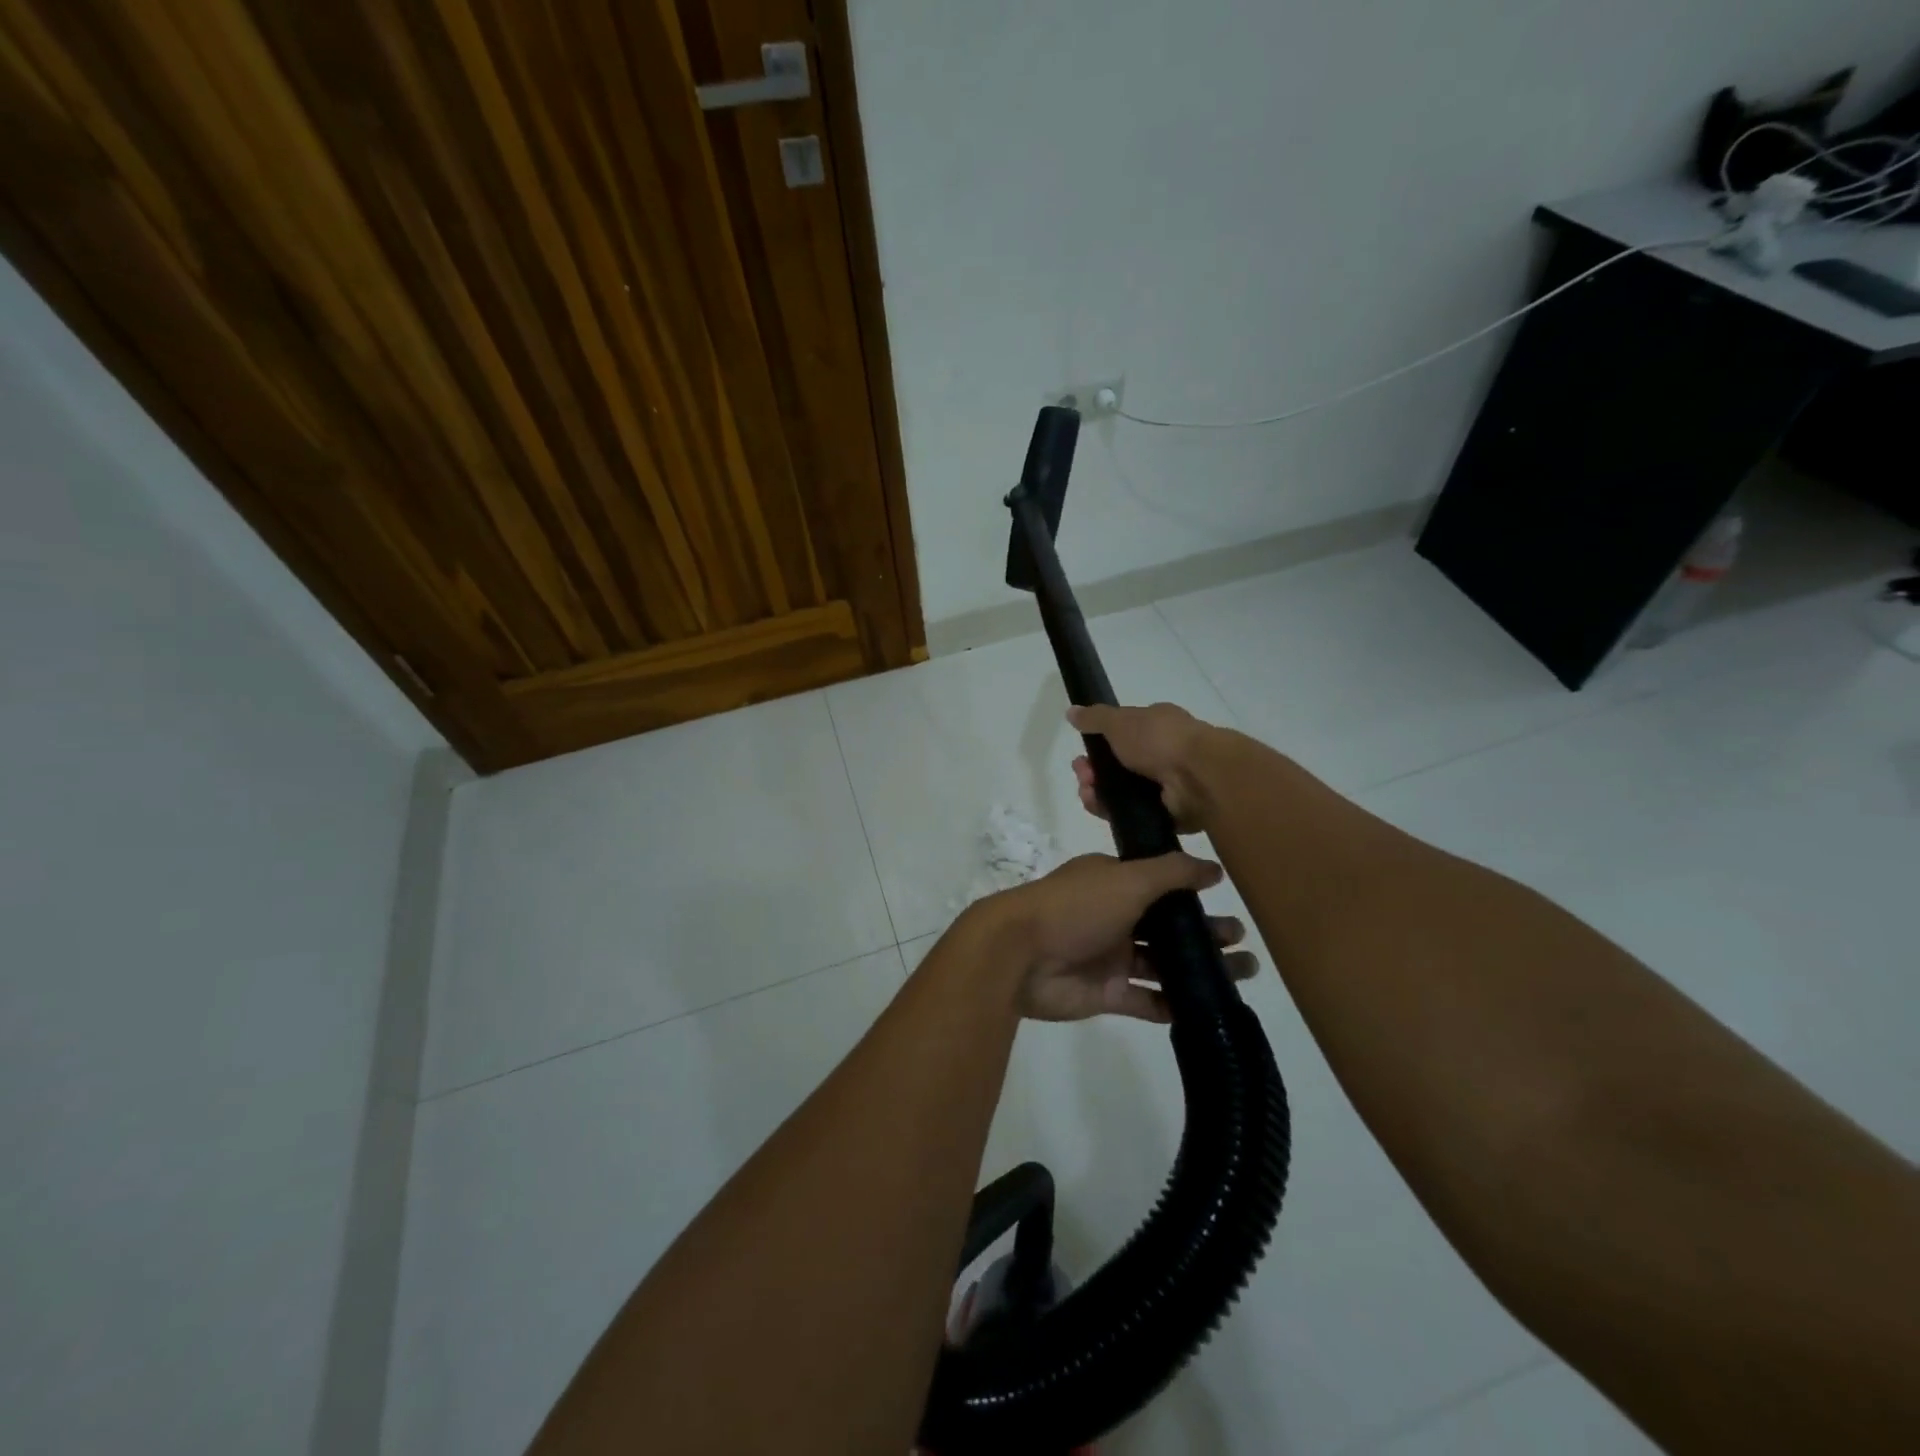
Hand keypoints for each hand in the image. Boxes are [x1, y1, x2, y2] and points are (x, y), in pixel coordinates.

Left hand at [981, 851, 1257, 1023]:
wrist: (1020, 955)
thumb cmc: (1075, 907)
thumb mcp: (1127, 878)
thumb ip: (1171, 873)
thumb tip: (1213, 868)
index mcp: (1114, 883)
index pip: (1160, 886)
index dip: (1192, 896)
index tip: (1227, 904)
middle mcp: (1113, 917)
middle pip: (1167, 927)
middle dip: (1205, 934)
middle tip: (1244, 944)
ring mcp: (1109, 957)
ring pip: (1162, 964)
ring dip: (1199, 969)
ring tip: (1243, 973)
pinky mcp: (1105, 993)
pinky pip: (1145, 1000)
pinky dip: (1172, 1004)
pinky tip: (1206, 1007)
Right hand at [1067, 703, 1221, 834]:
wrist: (1198, 777)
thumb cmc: (1160, 740)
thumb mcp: (1121, 721)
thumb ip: (1095, 718)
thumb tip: (1072, 712)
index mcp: (1157, 727)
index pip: (1123, 735)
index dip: (1099, 744)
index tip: (1082, 753)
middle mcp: (1163, 754)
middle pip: (1118, 766)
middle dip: (1094, 771)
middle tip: (1082, 776)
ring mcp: (1166, 786)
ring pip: (1122, 792)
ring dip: (1099, 792)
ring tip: (1088, 794)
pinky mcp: (1167, 813)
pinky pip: (1133, 814)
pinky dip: (1113, 812)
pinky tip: (1100, 808)